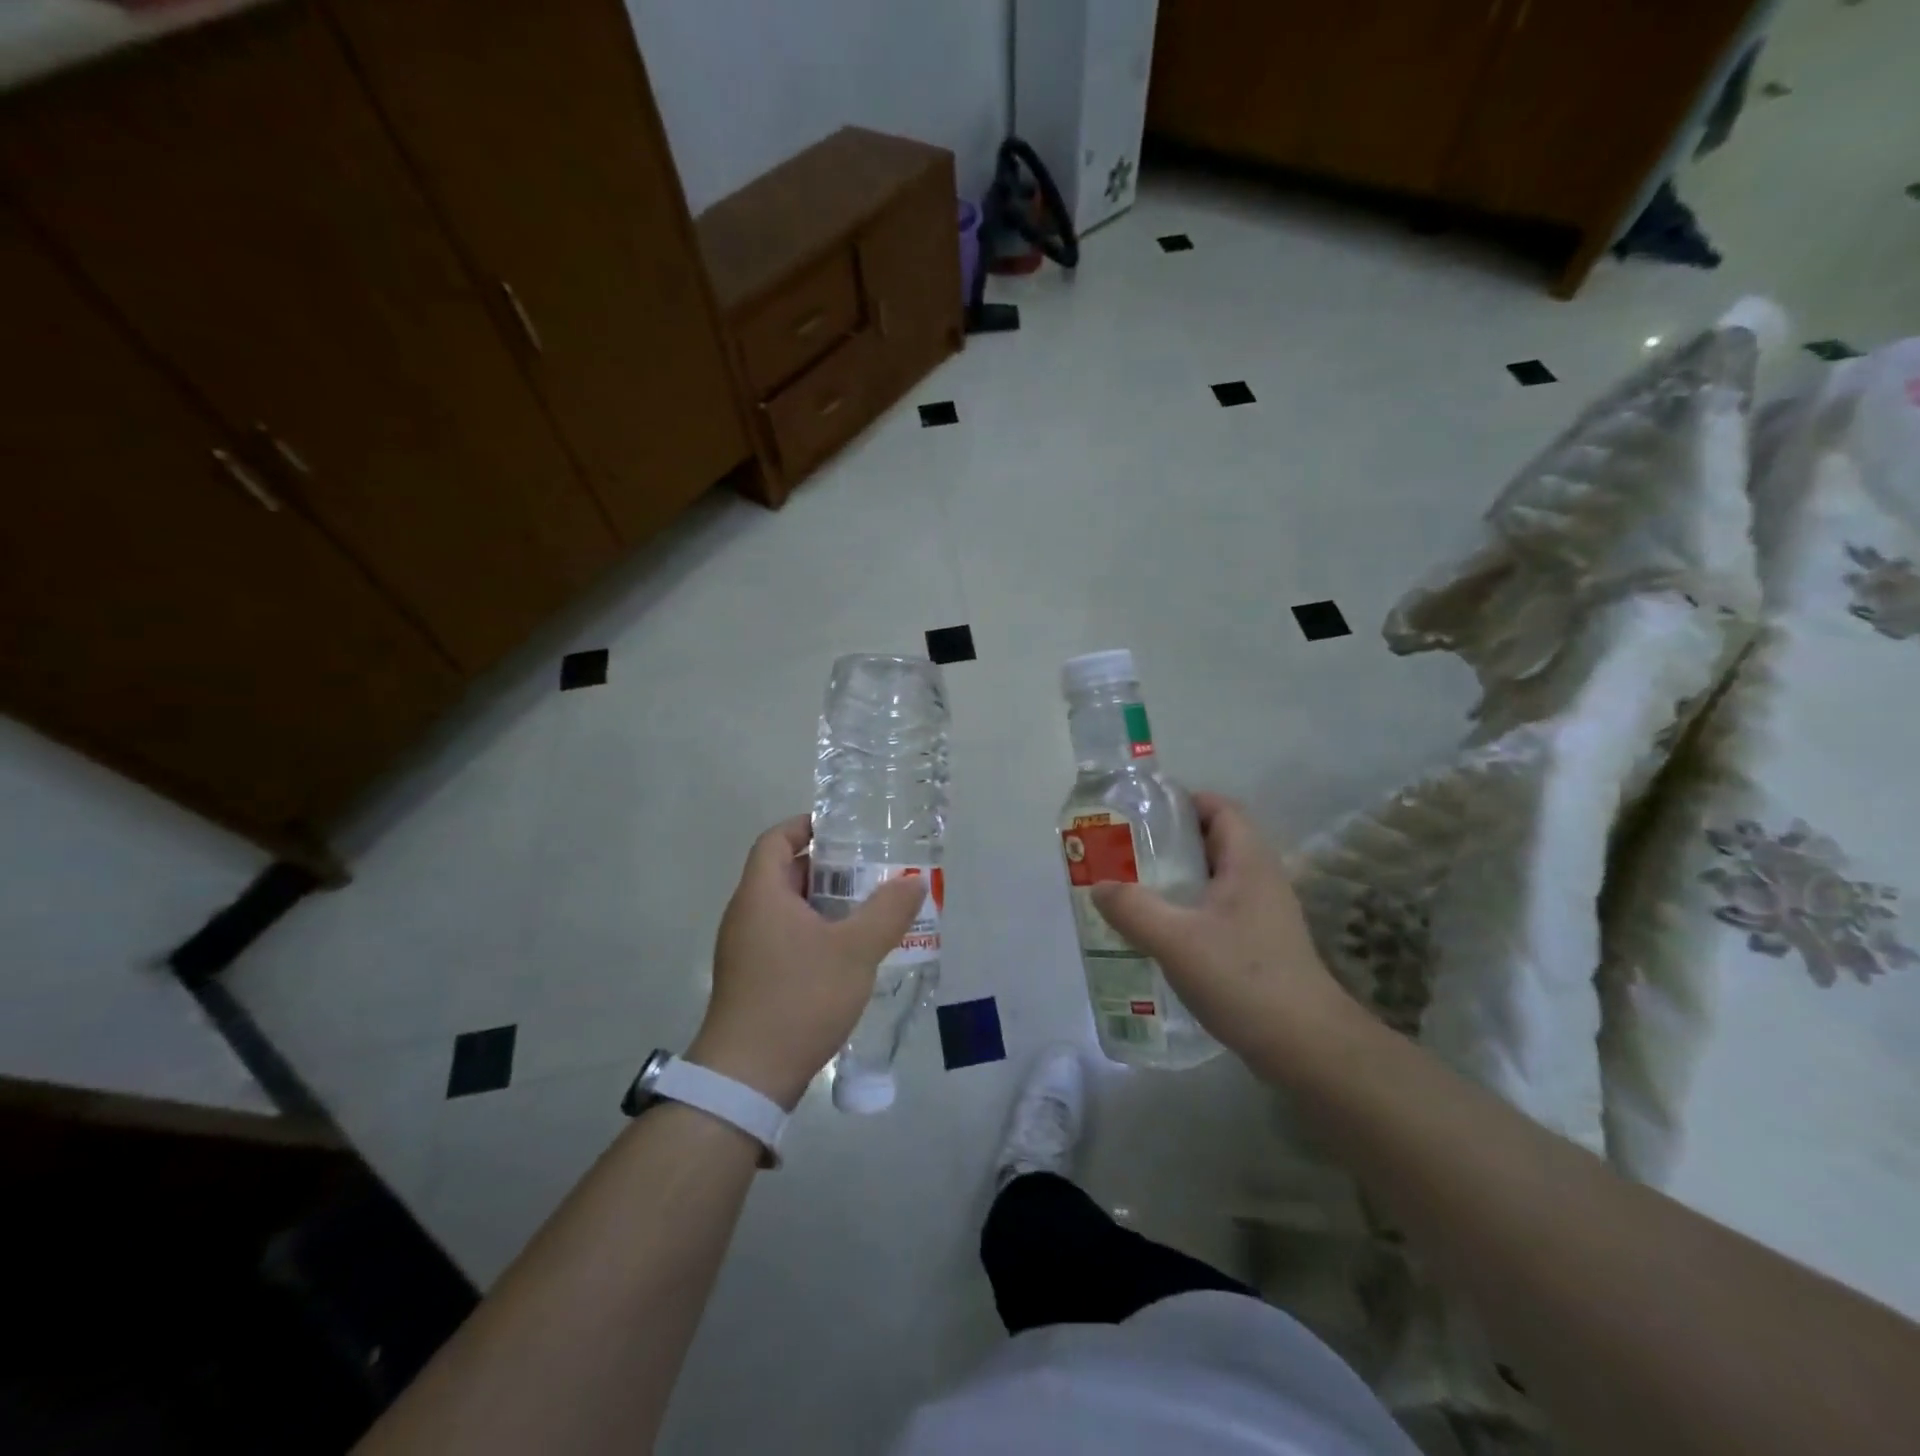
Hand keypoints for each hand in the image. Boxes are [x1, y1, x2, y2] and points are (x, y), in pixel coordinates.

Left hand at [689, 817, 926, 1110]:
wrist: (748, 1078)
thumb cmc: (799, 998)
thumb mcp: (855, 951)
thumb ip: (888, 911)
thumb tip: (915, 880)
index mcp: (761, 895)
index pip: (775, 839)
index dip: (806, 826)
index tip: (843, 828)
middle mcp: (747, 915)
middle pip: (784, 873)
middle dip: (827, 867)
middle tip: (870, 870)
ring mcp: (746, 950)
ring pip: (787, 909)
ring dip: (825, 903)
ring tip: (868, 909)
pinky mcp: (752, 979)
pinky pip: (785, 938)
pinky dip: (815, 932)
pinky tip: (848, 953)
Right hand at [1090, 792, 1353, 1063]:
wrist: (1306, 1047)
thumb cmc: (1243, 978)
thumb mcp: (1176, 940)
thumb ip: (1133, 908)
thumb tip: (1099, 886)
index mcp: (1249, 862)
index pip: (1220, 808)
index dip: (1183, 802)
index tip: (1141, 815)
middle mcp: (1261, 879)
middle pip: (1214, 841)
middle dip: (1170, 842)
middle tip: (1125, 853)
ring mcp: (1264, 915)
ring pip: (1215, 879)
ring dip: (1177, 880)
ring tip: (1134, 891)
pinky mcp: (1261, 946)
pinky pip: (1218, 911)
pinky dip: (1189, 911)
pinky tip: (1161, 934)